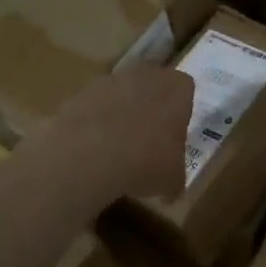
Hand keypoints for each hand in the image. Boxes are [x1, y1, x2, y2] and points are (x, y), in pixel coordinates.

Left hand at [38, 64, 194, 202]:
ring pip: (121, 95)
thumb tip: (171, 189)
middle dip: (150, 109)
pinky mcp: (80, 93)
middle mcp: (146, 76)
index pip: (185, 89)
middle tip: (147, 141)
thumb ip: (175, 176)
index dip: (181, 110)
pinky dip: (93, 123)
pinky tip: (91, 150)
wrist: (89, 154)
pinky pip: (94, 107)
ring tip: (116, 149)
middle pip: (152, 87)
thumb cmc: (145, 161)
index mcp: (177, 89)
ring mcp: (110, 81)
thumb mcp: (172, 179)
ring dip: (120, 114)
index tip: (174, 133)